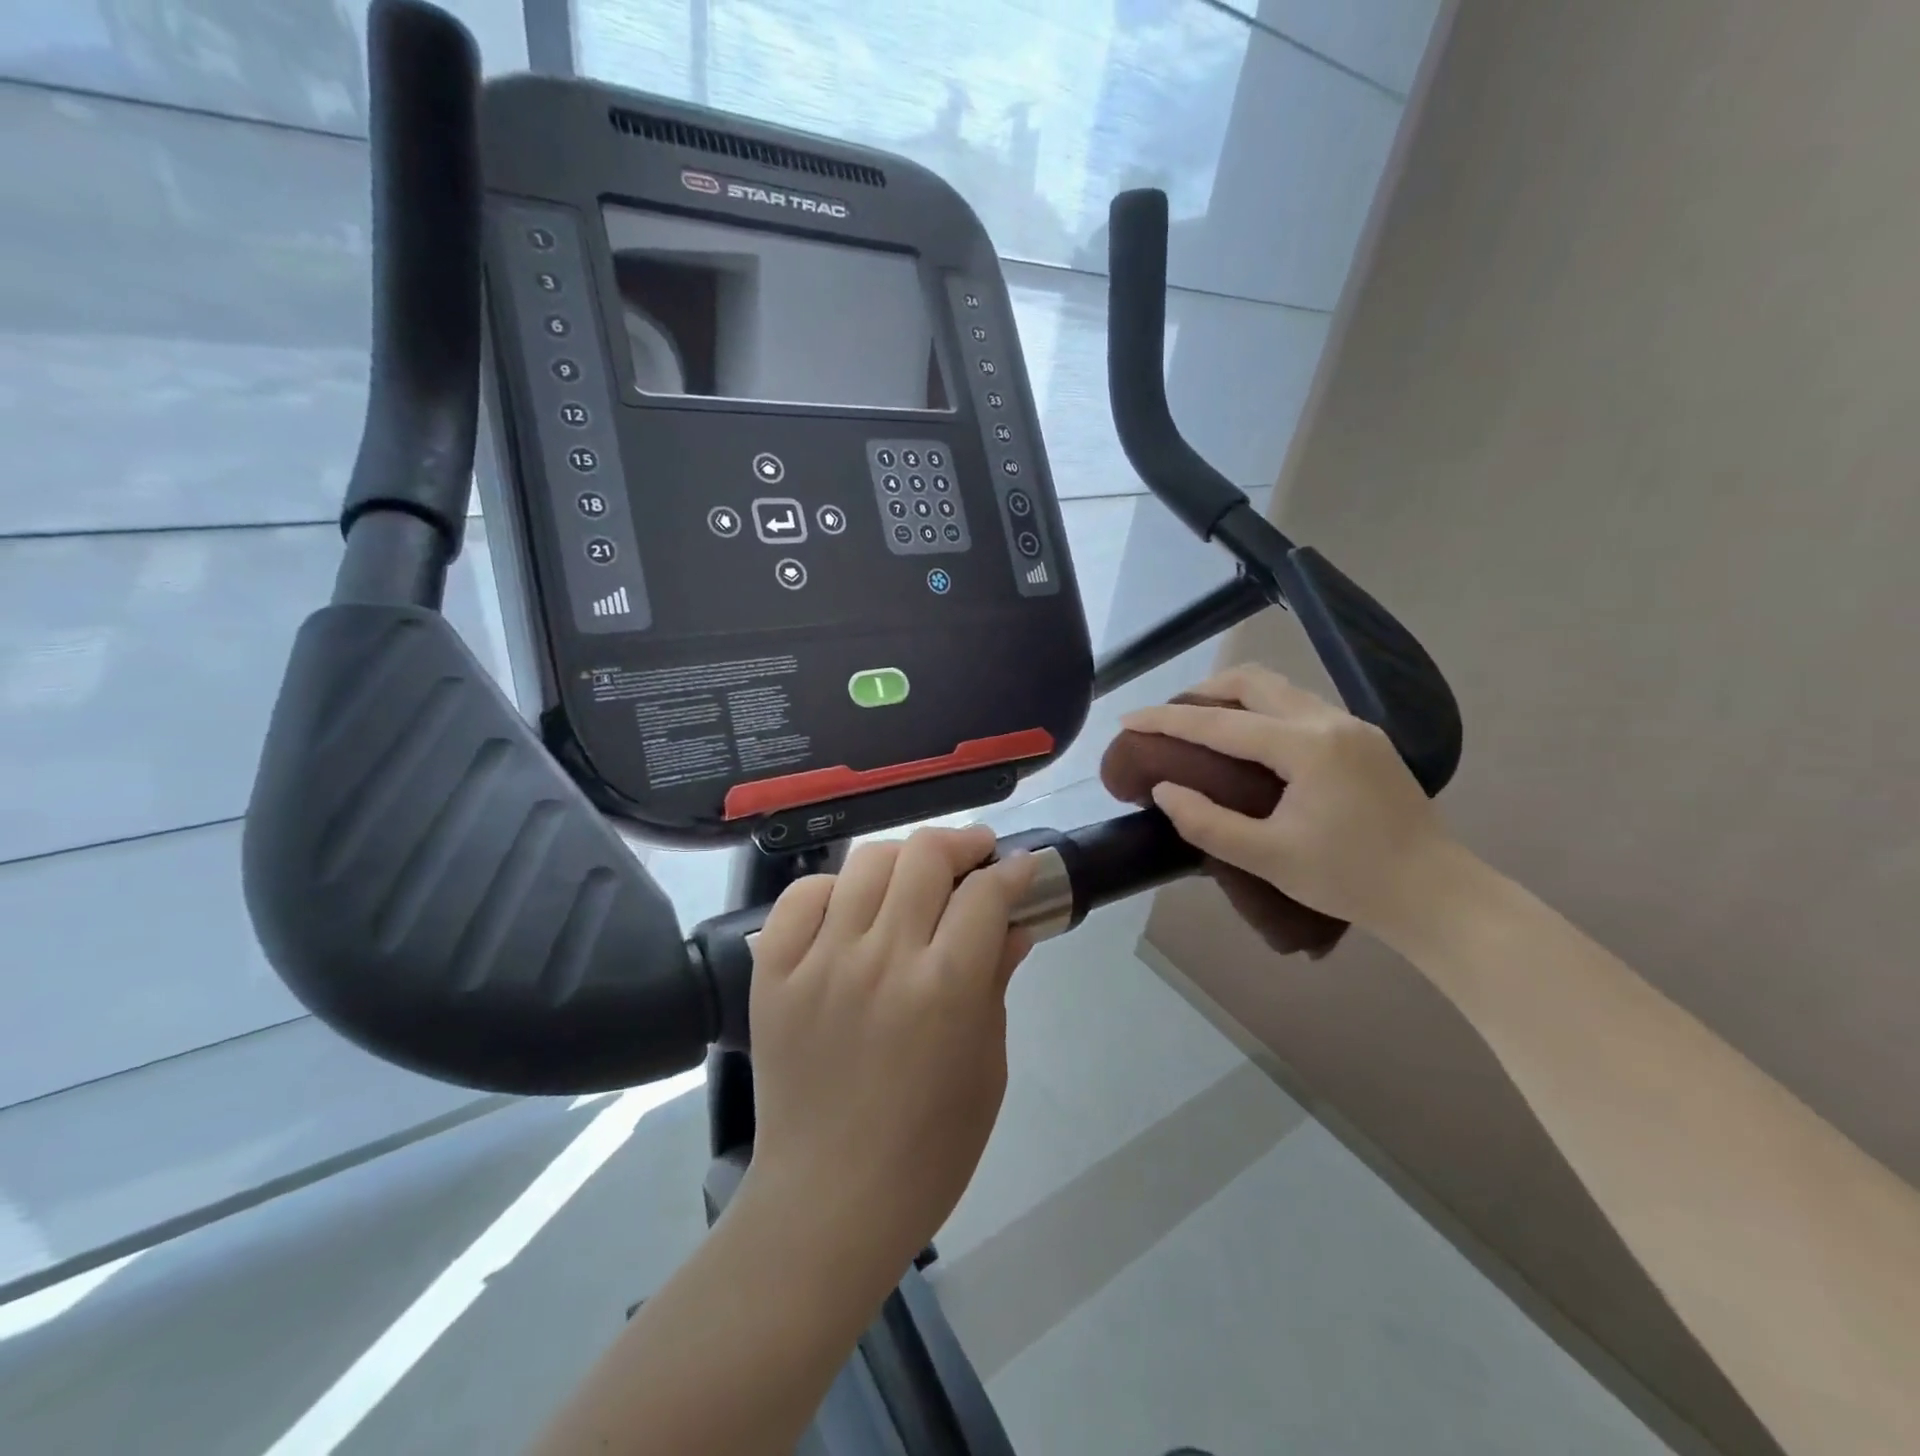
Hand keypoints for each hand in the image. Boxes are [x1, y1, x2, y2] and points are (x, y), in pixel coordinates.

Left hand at [743, 826, 1037, 1273]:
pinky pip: (803, 896)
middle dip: (961, 843)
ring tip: (916, 878)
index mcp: (945, 988)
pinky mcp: (774, 971)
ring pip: (867, 863)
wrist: (828, 1201)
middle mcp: (882, 958)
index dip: (1013, 870)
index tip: (1021, 867)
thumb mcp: (987, 1067)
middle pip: (924, 856)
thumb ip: (997, 982)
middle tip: (974, 856)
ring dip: (904, 858)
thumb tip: (1013, 925)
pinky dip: (835, 889)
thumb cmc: (928, 1149)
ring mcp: (821, 960)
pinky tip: (852, 909)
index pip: (985, 894)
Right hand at [1120, 665, 1456, 939]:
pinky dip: (1262, 710)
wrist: (1437, 895)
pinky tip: (1251, 741)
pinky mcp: (1365, 739)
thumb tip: (1163, 790)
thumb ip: (1206, 823)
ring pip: (1279, 688)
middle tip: (1168, 719)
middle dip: (1201, 692)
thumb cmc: (1350, 879)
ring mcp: (1353, 726)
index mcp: (1306, 747)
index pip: (1220, 724)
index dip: (1167, 721)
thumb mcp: (1268, 858)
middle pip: (1252, 681)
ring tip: (1202, 725)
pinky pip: (1300, 706)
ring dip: (1234, 697)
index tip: (1127, 719)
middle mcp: (1330, 721)